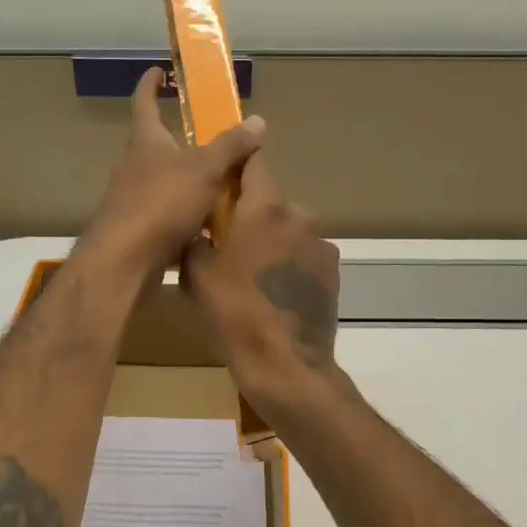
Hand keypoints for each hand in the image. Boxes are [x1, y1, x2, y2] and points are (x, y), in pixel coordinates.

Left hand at [78, 67, 266, 279]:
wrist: (124, 260)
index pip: (144, 102)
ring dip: (186, 180)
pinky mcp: (138, 229)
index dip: (151, 84)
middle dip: (178, 139)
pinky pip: (166, 213)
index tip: (159, 70)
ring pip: (163, 181)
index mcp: (145, 141)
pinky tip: (208, 225)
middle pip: (155, 144)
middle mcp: (134, 166)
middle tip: (211, 138)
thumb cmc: (161, 203)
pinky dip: (185, 214)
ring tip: (219, 183)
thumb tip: (258, 120)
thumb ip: (230, 146)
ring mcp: (133, 199)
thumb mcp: (204, 170)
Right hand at [181, 154, 341, 411]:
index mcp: (264, 209)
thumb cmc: (235, 314)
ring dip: (271, 240)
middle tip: (227, 240)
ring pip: (288, 230)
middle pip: (270, 201)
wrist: (285, 365)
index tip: (222, 171)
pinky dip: (288, 263)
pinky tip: (273, 292)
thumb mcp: (197, 276)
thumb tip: (194, 229)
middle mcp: (298, 217)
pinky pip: (303, 255)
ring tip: (251, 273)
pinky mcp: (332, 272)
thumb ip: (194, 240)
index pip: (254, 162)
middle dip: (249, 213)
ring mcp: (321, 245)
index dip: (237, 161)